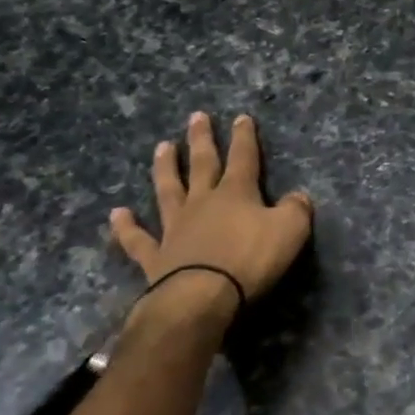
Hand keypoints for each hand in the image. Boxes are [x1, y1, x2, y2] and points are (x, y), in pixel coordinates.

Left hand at [110, 113, 313, 331]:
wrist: (201, 297)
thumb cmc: (249, 260)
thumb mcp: (291, 230)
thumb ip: (297, 209)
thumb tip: (298, 196)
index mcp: (236, 193)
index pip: (243, 157)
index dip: (244, 137)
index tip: (241, 117)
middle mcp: (202, 202)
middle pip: (202, 164)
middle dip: (202, 140)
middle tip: (196, 117)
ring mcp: (175, 227)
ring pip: (168, 190)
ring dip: (165, 168)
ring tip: (162, 146)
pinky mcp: (155, 256)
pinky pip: (137, 238)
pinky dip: (126, 227)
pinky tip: (117, 213)